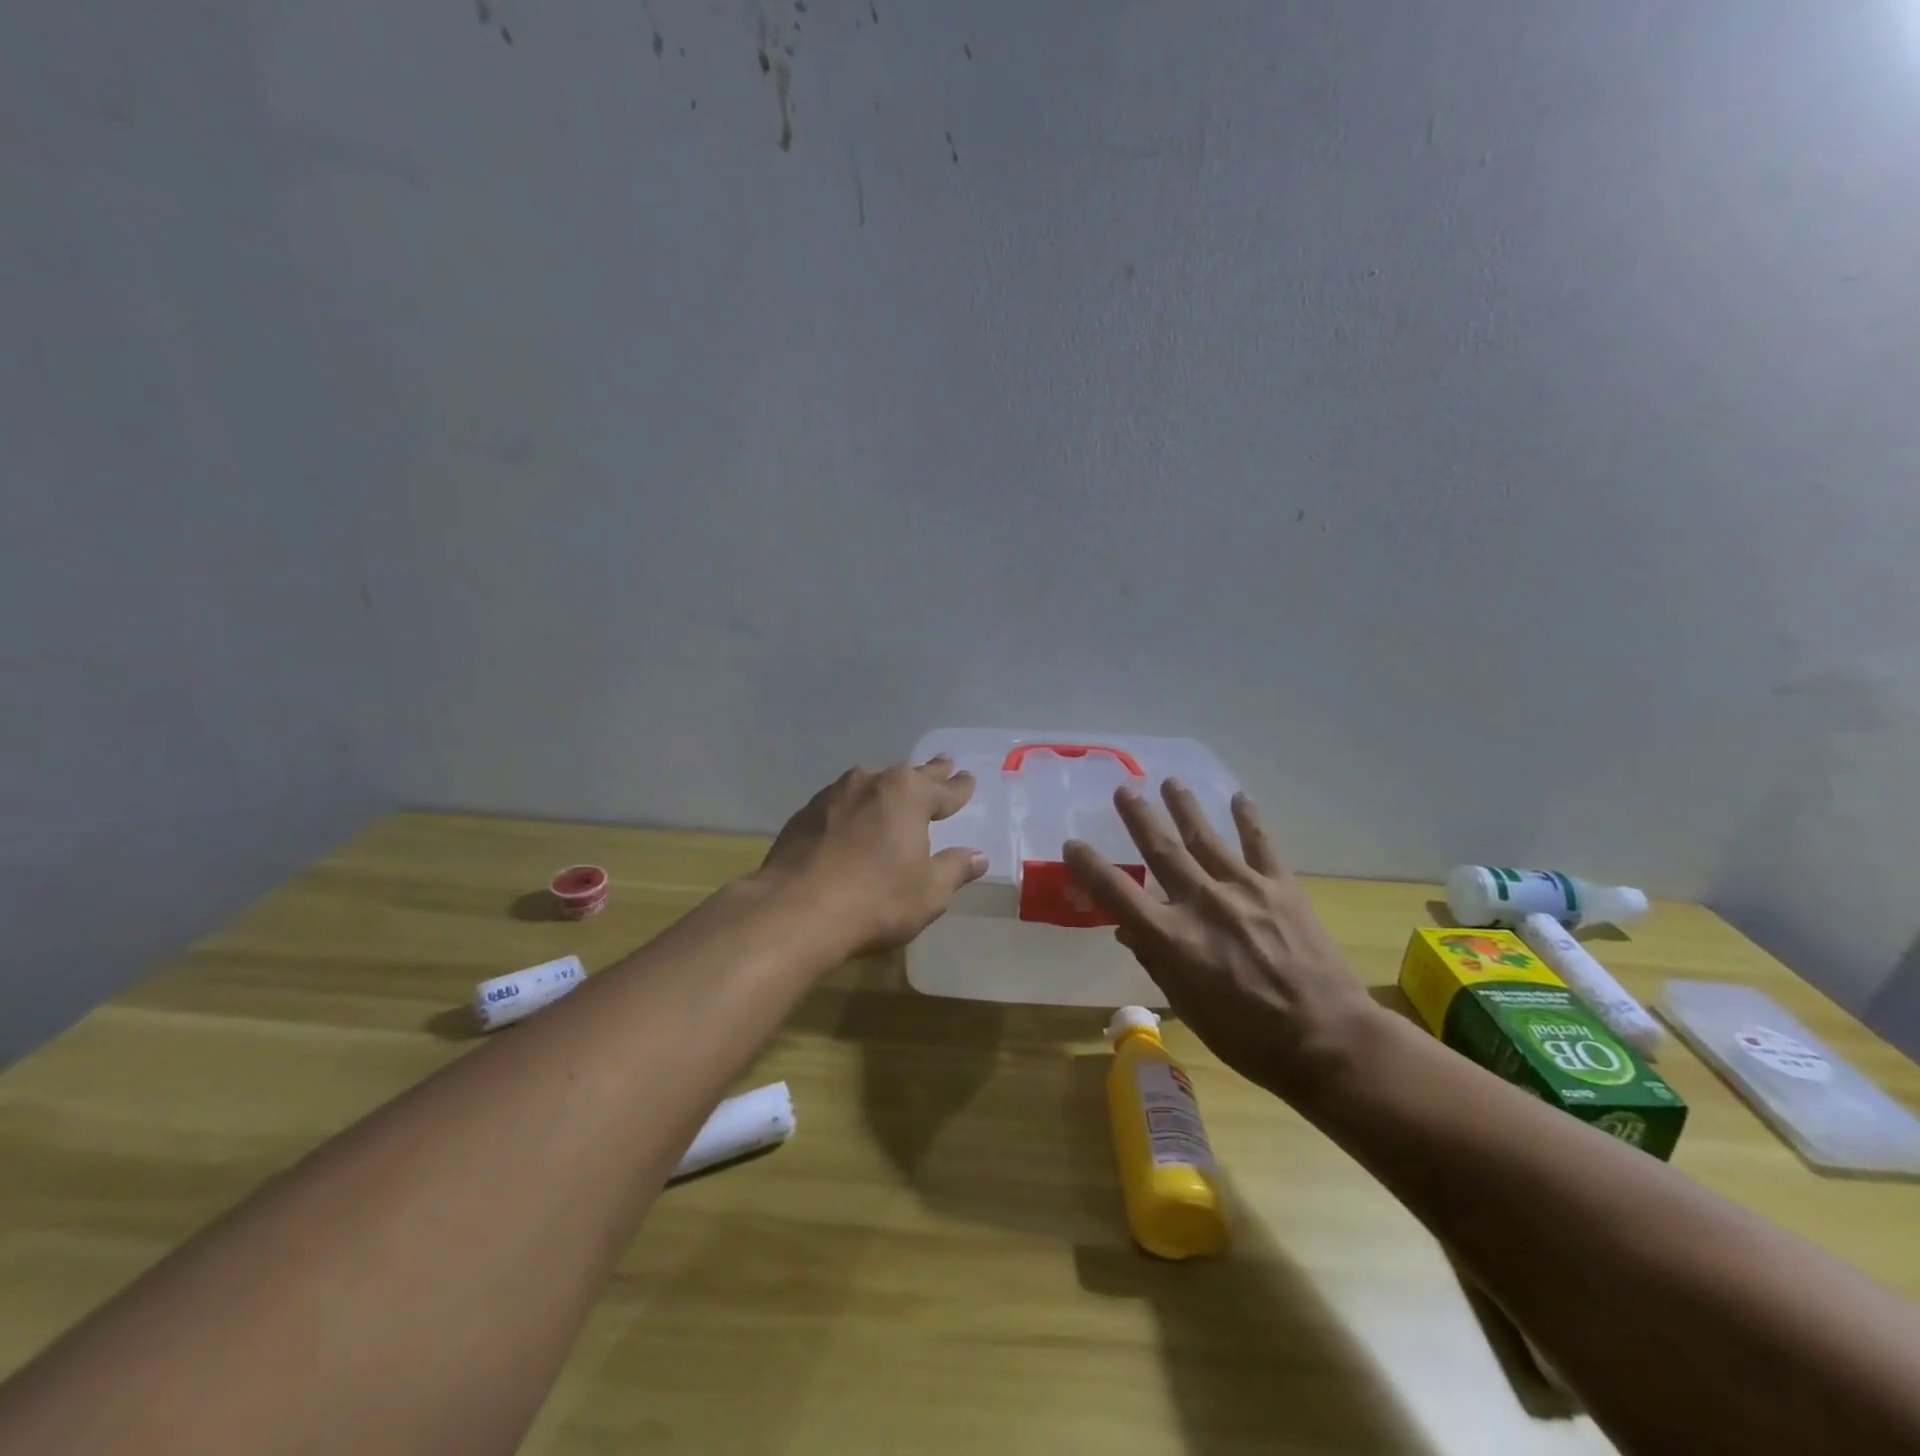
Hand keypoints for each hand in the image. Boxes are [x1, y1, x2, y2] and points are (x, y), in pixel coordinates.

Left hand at [759, 757, 987, 956]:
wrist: (795, 911)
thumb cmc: (876, 900)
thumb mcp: (929, 891)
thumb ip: (954, 869)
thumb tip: (977, 856)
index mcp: (909, 794)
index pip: (944, 789)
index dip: (960, 787)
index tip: (968, 779)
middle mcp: (871, 783)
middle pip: (908, 776)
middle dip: (929, 772)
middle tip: (944, 763)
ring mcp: (833, 795)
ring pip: (870, 785)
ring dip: (886, 789)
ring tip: (895, 792)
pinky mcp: (804, 814)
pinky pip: (840, 804)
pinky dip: (853, 810)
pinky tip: (852, 822)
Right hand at [1064, 780, 1377, 1102]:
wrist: (1327, 1040)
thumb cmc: (1248, 1037)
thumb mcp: (1188, 1007)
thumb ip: (1156, 961)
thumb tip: (1128, 929)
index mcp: (1172, 938)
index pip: (1116, 892)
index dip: (1088, 866)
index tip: (1073, 844)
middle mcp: (1201, 903)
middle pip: (1160, 849)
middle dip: (1138, 816)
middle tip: (1124, 789)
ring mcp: (1244, 889)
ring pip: (1205, 837)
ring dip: (1184, 806)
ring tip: (1170, 782)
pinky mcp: (1281, 887)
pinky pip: (1261, 844)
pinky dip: (1248, 819)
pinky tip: (1240, 798)